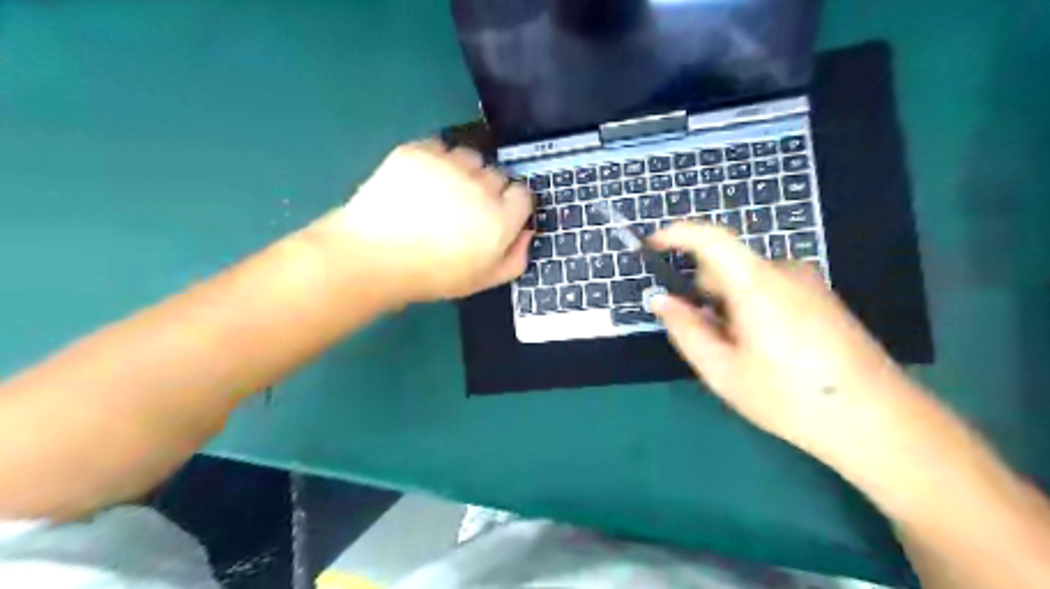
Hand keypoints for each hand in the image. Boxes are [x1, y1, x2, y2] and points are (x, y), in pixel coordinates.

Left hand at [320, 141, 534, 304]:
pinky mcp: (419, 151)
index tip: (495, 216)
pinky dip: (436, 160)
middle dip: (487, 189)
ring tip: (441, 192)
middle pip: (497, 175)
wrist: (375, 257)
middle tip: (463, 210)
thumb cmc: (433, 275)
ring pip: (470, 157)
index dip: (510, 205)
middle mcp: (481, 185)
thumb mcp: (483, 280)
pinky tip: (421, 181)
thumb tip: (528, 233)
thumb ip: (515, 258)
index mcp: (501, 218)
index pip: (523, 194)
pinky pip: (439, 147)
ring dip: (463, 171)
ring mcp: (449, 164)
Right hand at [655, 222, 920, 461]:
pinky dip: (752, 309)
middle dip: (704, 293)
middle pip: (727, 266)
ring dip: (729, 305)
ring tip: (742, 354)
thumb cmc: (790, 397)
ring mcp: (809, 283)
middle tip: (707, 340)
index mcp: (757, 284)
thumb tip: (660, 300)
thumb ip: (685, 330)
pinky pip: (771, 290)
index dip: (676, 234)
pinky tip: (769, 351)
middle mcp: (785, 271)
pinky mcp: (822, 297)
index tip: (652, 246)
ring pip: (747, 281)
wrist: (878, 421)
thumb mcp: (723, 371)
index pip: (711, 238)